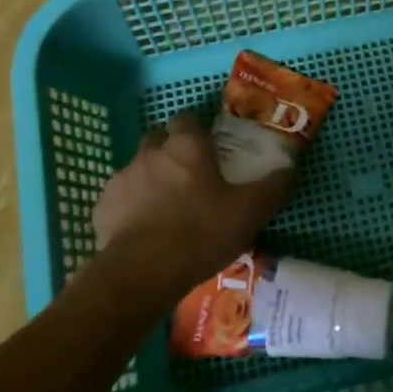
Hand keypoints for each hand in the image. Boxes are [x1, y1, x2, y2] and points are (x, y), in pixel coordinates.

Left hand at [92, 112, 292, 304]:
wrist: (142, 272)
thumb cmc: (201, 232)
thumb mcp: (250, 211)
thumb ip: (273, 186)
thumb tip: (290, 168)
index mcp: (187, 146)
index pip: (187, 118)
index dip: (197, 129)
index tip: (209, 147)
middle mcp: (151, 153)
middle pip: (159, 139)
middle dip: (171, 150)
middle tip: (190, 176)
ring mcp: (122, 179)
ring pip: (138, 169)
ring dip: (151, 179)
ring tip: (167, 208)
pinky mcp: (102, 208)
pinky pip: (120, 199)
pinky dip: (131, 207)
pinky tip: (143, 230)